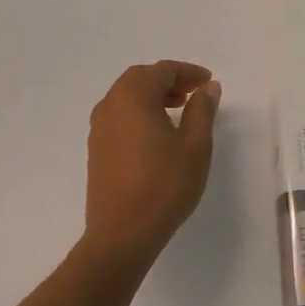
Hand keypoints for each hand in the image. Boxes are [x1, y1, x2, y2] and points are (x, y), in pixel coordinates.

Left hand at [83, 61, 221, 269]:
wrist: (122, 234)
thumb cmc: (164, 185)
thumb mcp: (195, 145)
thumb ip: (202, 110)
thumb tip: (207, 88)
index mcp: (133, 97)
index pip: (161, 71)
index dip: (187, 72)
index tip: (207, 82)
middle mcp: (110, 105)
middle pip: (140, 79)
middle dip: (168, 80)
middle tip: (193, 92)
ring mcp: (99, 129)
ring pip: (127, 98)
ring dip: (153, 96)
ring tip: (179, 110)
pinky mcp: (97, 150)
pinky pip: (119, 116)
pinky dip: (140, 113)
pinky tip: (158, 134)